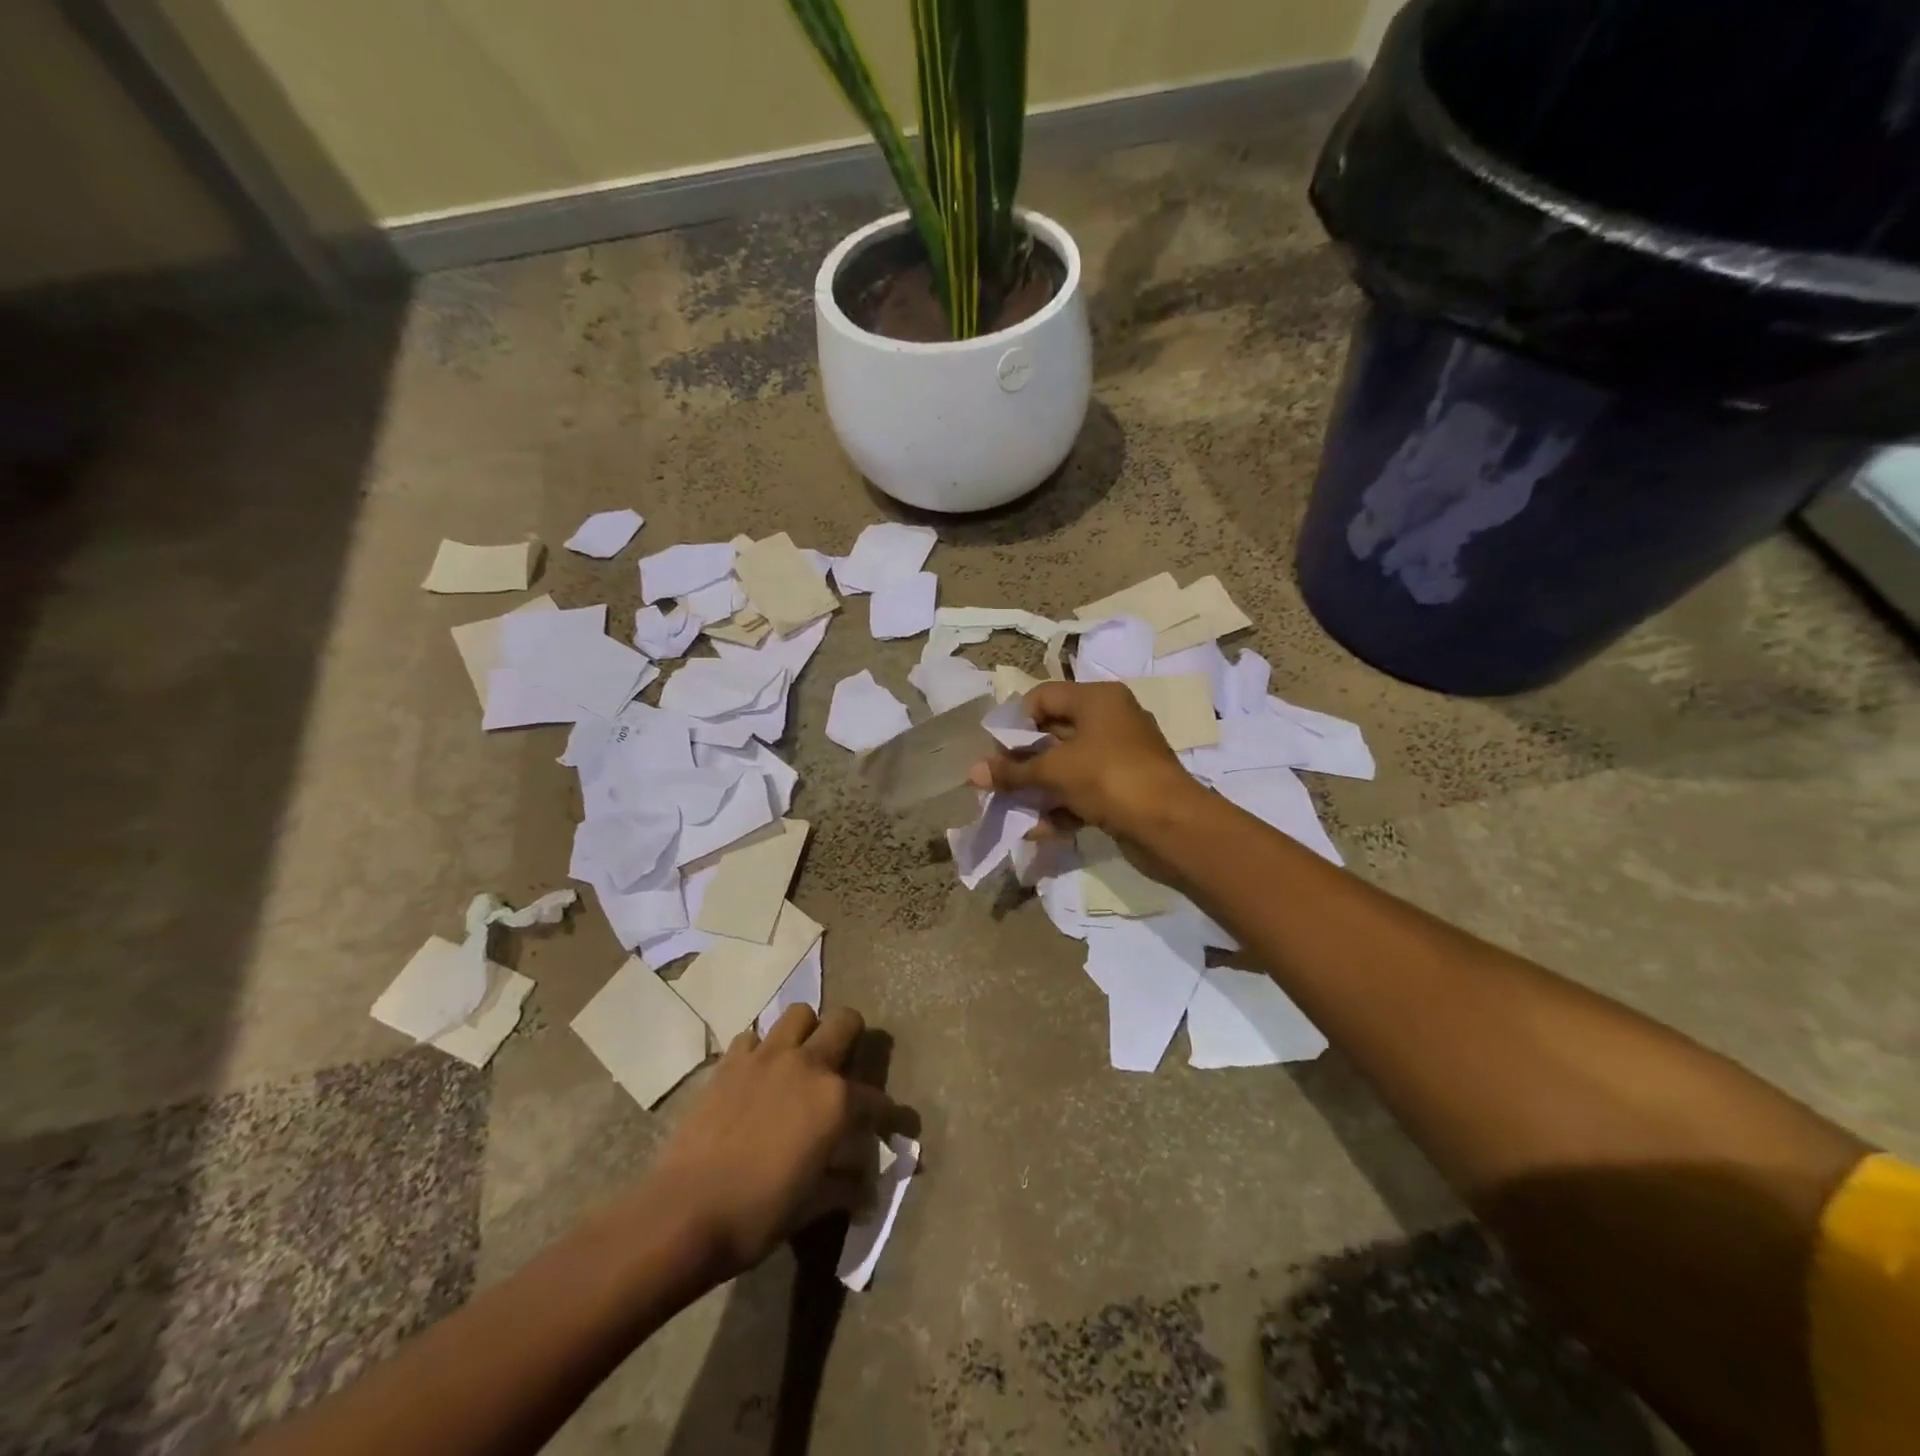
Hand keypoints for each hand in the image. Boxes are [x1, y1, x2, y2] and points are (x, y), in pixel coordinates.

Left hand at [641, 1005, 897, 1278]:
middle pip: (844, 1021)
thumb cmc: (757, 1215)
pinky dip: (759, 1050)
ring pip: (798, 1014)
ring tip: (799, 1060)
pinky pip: (752, 1038)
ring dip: (805, 1032)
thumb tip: (865, 1189)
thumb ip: (844, 1187)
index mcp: (836, 1100)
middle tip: (846, 1063)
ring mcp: (766, 1057)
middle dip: (853, 1037)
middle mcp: (807, 1065)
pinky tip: (756, 1076)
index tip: (898, 1125)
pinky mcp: (730, 1063)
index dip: (893, 1116)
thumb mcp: (811, 1207)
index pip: (878, 1101)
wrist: (683, 1214)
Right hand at [969, 680, 1204, 844]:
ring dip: (1039, 789)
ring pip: (1066, 767)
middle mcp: (1110, 721)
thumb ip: (1013, 771)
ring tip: (1012, 810)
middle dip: (1023, 761)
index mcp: (1098, 699)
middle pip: (1053, 733)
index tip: (995, 751)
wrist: (1170, 826)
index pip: (1043, 697)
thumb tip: (974, 772)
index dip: (1015, 722)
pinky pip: (1083, 792)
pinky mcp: (1123, 790)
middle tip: (996, 783)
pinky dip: (1061, 808)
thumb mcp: (1055, 771)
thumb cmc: (1109, 778)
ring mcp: (1119, 757)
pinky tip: (1039, 831)